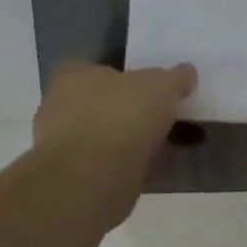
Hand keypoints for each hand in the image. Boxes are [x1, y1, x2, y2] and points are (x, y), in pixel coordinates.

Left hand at [33, 61, 196, 219]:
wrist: (92, 177)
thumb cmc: (123, 116)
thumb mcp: (163, 85)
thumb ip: (176, 77)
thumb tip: (185, 73)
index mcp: (75, 75)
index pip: (99, 69)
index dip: (127, 78)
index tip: (152, 89)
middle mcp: (61, 105)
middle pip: (102, 103)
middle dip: (129, 111)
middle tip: (162, 119)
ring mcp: (62, 143)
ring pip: (104, 135)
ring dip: (129, 141)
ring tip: (165, 148)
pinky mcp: (72, 175)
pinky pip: (106, 164)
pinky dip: (127, 165)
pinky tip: (152, 169)